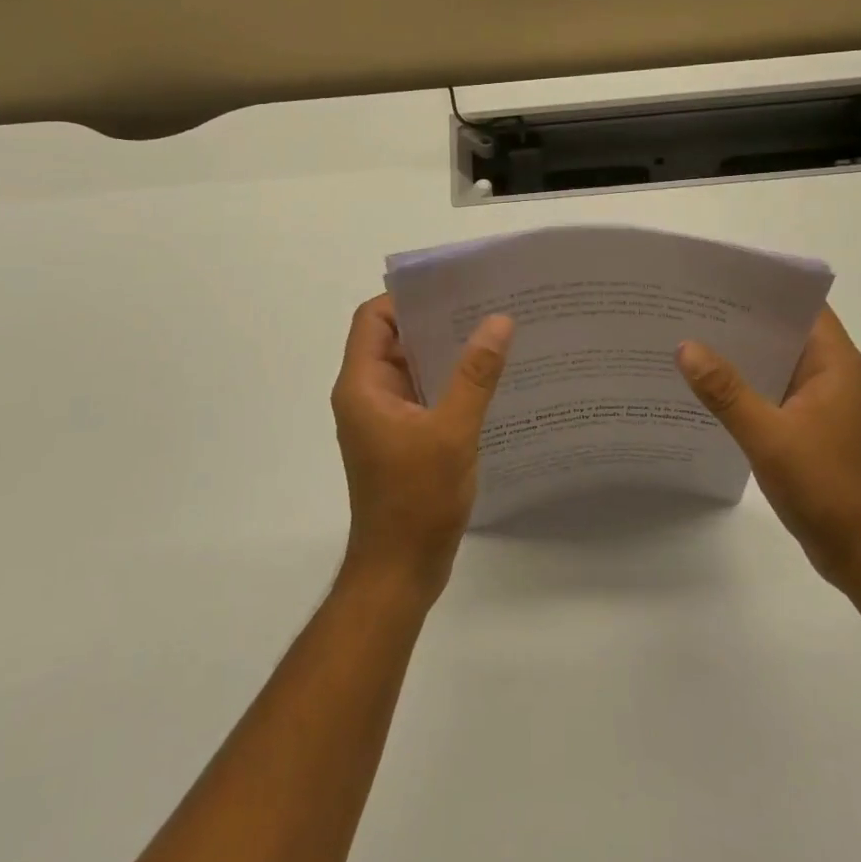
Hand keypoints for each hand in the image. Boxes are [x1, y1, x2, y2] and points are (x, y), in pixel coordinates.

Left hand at [330, 295, 513, 597]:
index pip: (373, 319)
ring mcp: (384, 418)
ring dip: (445, 352)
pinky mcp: (401, 438)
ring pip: (412, 368)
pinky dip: (448, 382)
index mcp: (362, 386)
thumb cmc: (417, 500)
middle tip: (484, 305)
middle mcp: (367, 395)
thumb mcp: (452, 432)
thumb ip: (475, 375)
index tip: (452, 289)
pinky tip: (488, 379)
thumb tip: (498, 321)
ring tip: (493, 334)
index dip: (407, 299)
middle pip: (394, 339)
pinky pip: (423, 394)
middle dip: (435, 321)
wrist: (399, 572)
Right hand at [676, 306, 860, 588]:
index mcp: (837, 365)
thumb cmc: (825, 486)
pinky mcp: (813, 428)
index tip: (721, 279)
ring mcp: (824, 404)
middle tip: (692, 308)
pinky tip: (710, 388)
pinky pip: (776, 391)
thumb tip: (686, 347)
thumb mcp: (768, 435)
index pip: (804, 307)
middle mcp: (834, 376)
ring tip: (692, 340)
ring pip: (779, 364)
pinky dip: (749, 385)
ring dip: (744, 355)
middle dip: (743, 321)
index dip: (766, 289)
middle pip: (787, 332)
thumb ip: (726, 391)